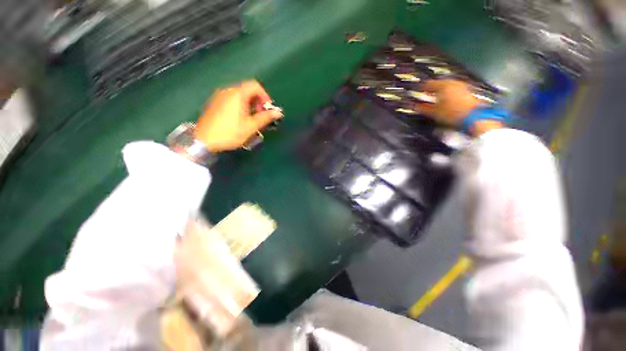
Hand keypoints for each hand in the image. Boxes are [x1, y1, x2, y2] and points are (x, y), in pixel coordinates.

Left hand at [194, 80, 282, 151]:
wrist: (204, 140)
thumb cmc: (231, 132)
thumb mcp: (251, 126)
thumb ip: (265, 117)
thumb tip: (279, 113)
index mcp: (237, 94)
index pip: (255, 86)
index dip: (265, 96)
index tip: (267, 109)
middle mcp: (228, 91)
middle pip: (247, 89)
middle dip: (258, 101)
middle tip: (261, 116)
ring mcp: (219, 96)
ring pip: (240, 95)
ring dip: (250, 104)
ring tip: (252, 119)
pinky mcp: (215, 103)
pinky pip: (232, 99)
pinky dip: (241, 105)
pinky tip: (241, 119)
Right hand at [416, 79, 482, 125]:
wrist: (474, 117)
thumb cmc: (451, 113)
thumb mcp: (433, 112)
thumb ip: (422, 108)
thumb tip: (413, 106)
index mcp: (443, 85)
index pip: (427, 84)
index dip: (420, 88)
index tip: (415, 92)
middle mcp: (452, 82)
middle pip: (438, 84)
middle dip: (430, 89)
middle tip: (423, 94)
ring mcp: (461, 86)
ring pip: (446, 86)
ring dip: (438, 91)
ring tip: (433, 98)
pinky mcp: (467, 91)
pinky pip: (453, 89)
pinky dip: (446, 93)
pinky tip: (444, 100)